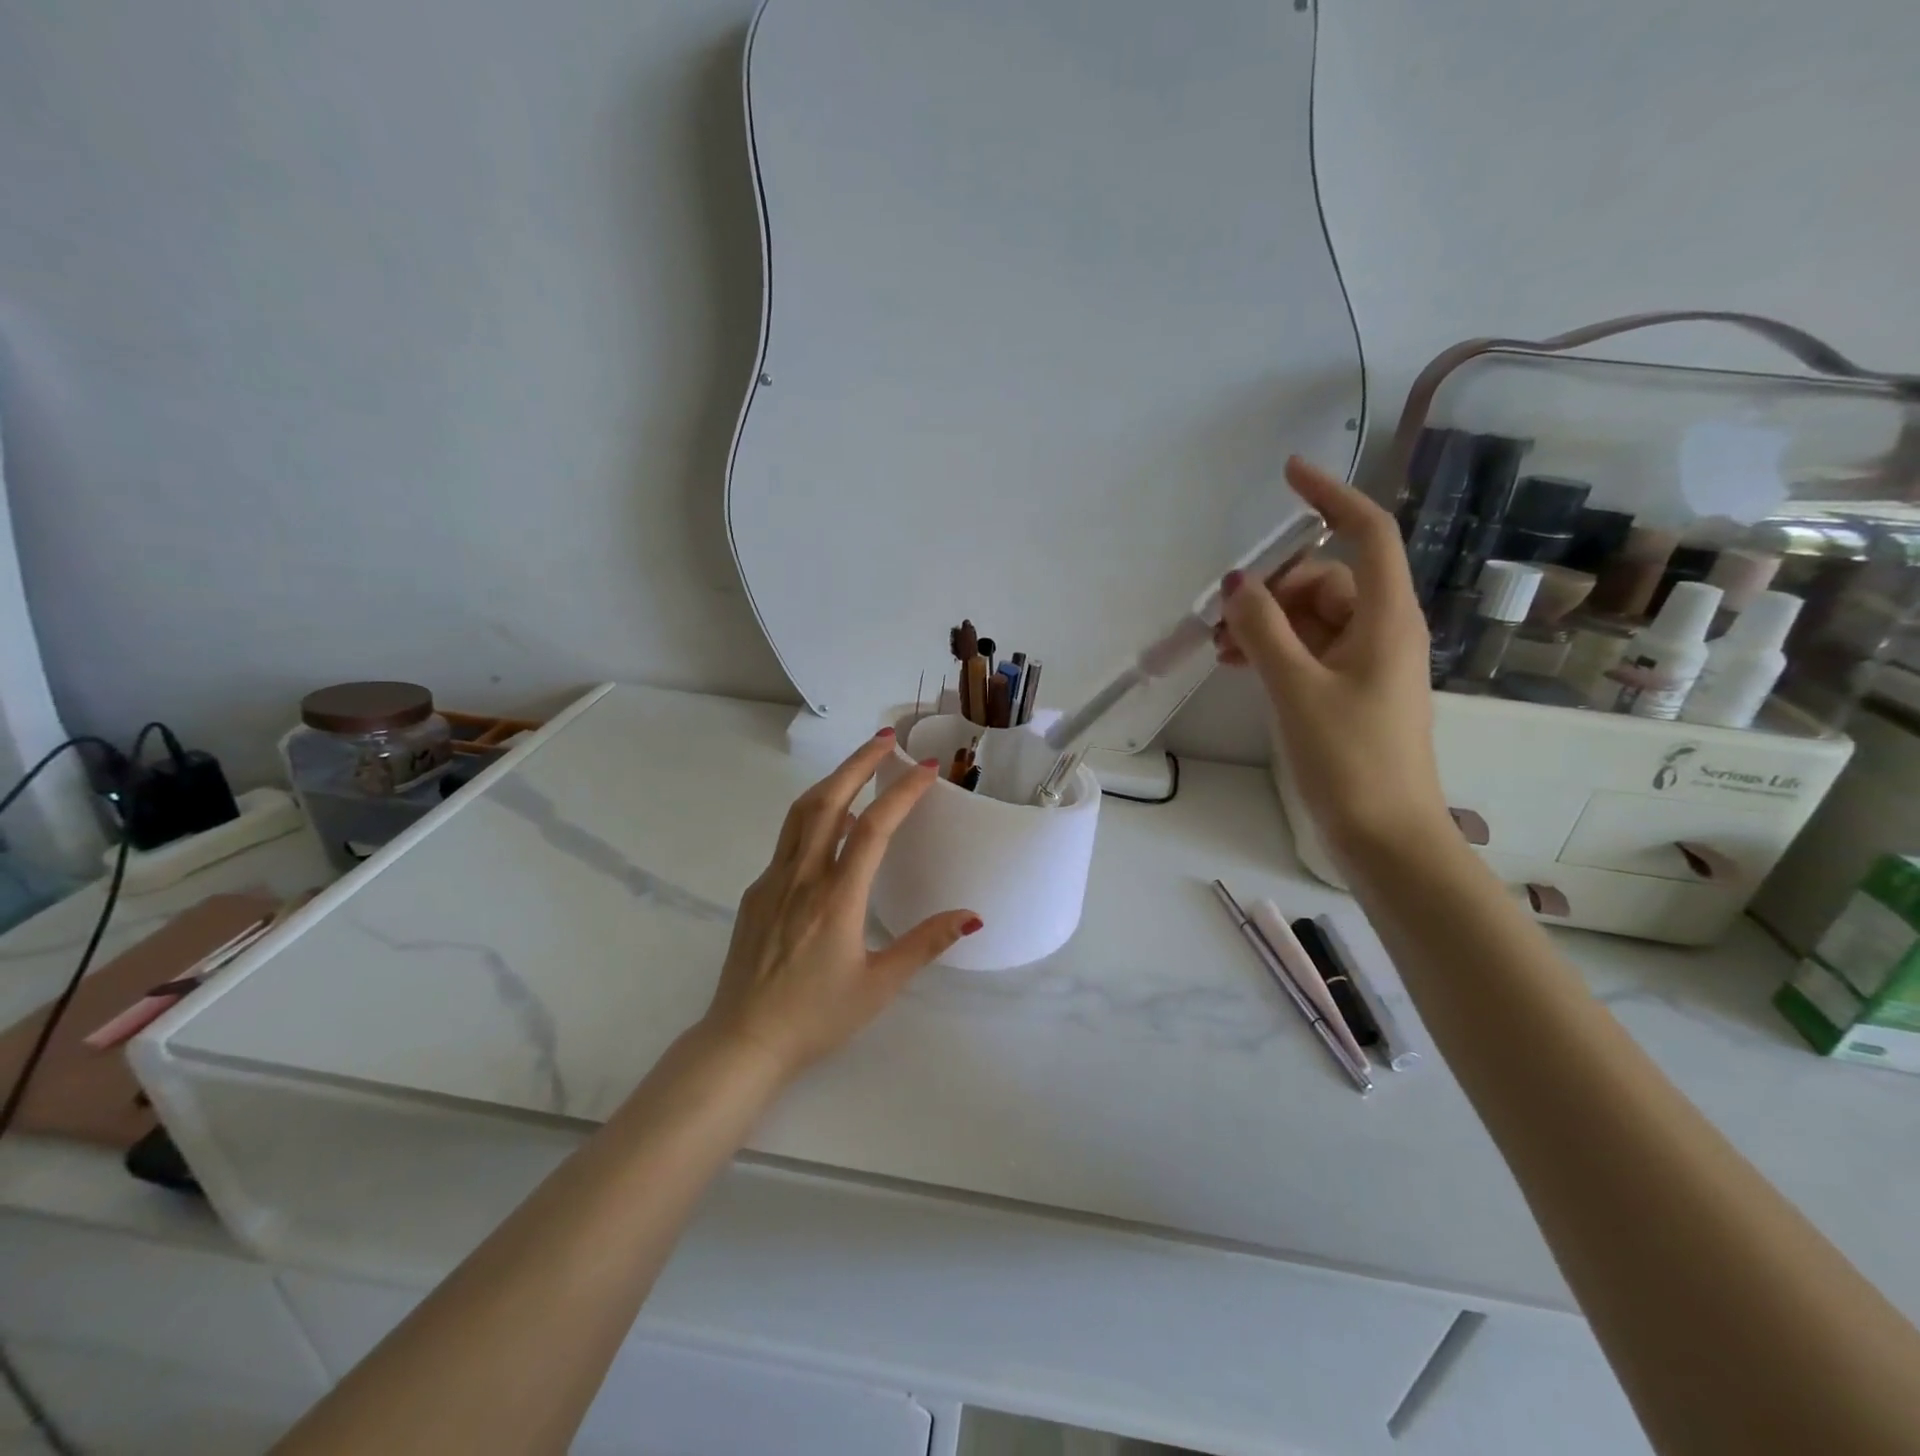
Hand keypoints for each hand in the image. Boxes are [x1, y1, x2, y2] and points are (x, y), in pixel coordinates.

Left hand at [698, 731, 980, 1082]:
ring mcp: (773, 881)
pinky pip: (788, 841)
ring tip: (859, 765)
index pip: (873, 828)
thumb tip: (972, 916)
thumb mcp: (879, 985)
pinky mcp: (756, 893)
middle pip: (829, 801)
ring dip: (832, 781)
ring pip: (801, 814)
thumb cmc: (817, 1018)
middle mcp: (802, 878)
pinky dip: (813, 816)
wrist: (743, 1040)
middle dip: (858, 763)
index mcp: (837, 899)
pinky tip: (829, 825)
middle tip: (885, 738)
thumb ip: (925, 944)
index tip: (925, 768)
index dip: (901, 792)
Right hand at [1216, 456, 1451, 857]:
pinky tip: (1238, 666)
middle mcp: (1380, 632)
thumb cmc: (1350, 759)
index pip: (1367, 534)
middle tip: (1221, 621)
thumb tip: (1237, 583)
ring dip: (1264, 625)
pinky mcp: (1348, 693)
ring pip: (1310, 619)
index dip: (1331, 497)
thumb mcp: (1297, 689)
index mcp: (1385, 619)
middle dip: (1271, 590)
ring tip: (1220, 652)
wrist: (1385, 837)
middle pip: (1324, 581)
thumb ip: (1263, 630)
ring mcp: (1364, 665)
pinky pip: (1307, 651)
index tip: (1288, 474)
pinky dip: (1273, 651)